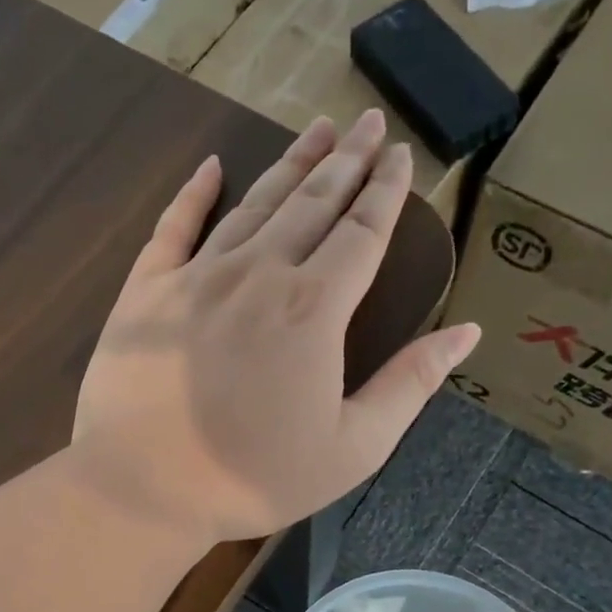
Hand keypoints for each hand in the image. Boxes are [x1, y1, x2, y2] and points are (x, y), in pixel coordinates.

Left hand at [69, 111, 480, 545]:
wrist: (144, 489)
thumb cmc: (253, 479)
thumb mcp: (352, 448)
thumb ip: (410, 386)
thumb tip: (467, 332)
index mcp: (313, 309)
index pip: (362, 233)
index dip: (387, 191)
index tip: (403, 156)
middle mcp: (258, 275)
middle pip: (312, 203)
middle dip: (347, 160)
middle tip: (370, 123)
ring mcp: (195, 278)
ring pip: (253, 205)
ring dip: (290, 165)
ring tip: (317, 130)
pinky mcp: (145, 292)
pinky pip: (173, 228)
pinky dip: (193, 194)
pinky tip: (211, 167)